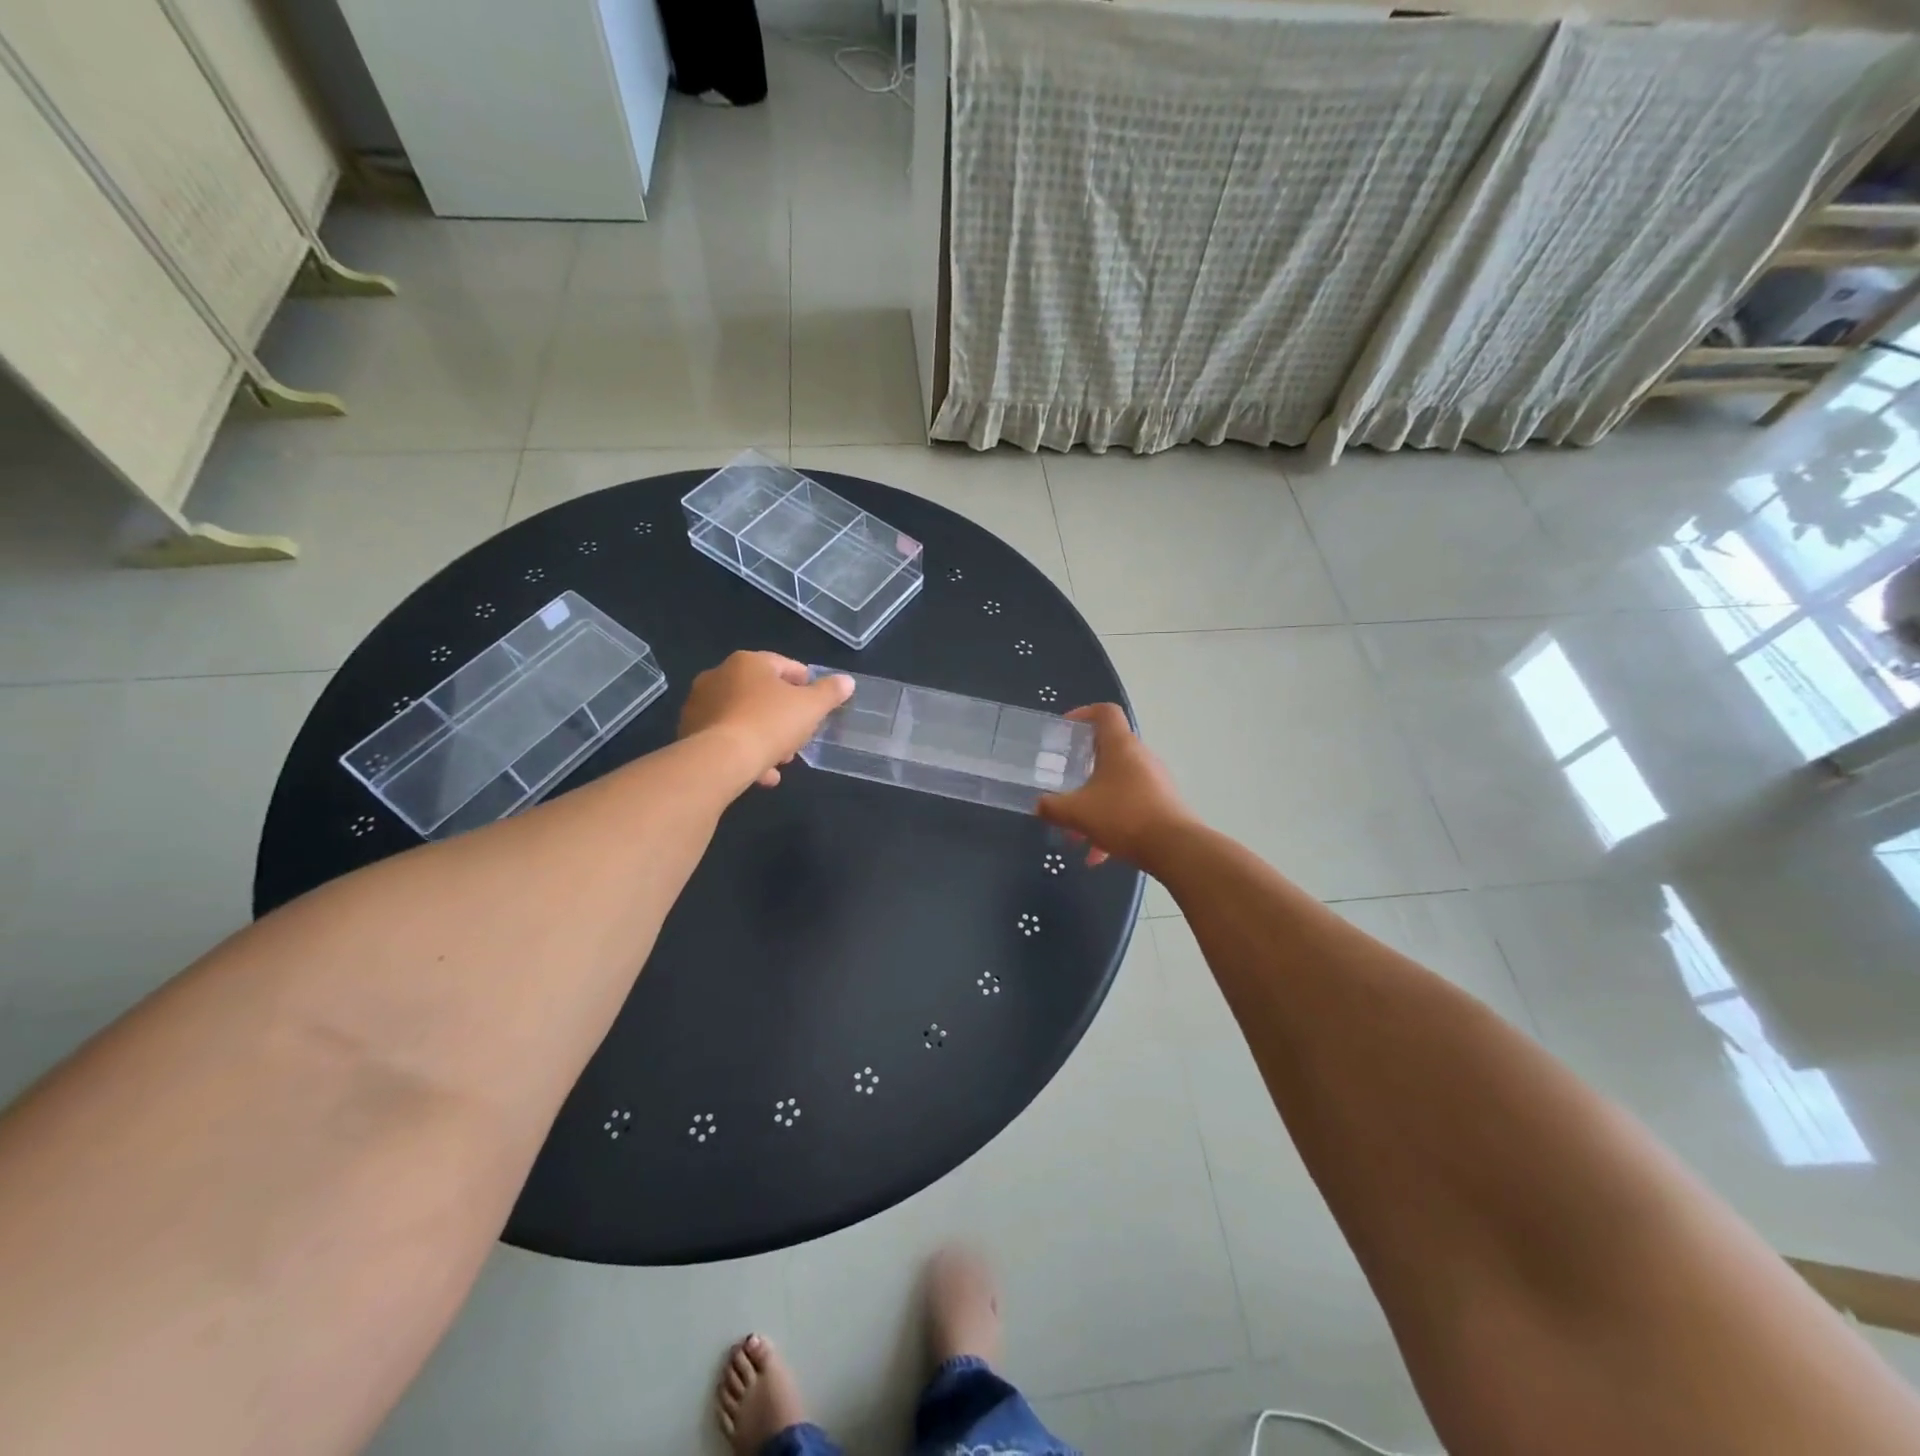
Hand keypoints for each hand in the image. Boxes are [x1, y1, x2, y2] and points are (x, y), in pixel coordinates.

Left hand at [679, 652, 853, 788]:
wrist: (720, 759)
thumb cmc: (770, 723)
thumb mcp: (811, 707)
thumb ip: (830, 692)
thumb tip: (846, 681)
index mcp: (748, 662)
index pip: (784, 665)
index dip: (806, 684)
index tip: (817, 704)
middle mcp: (719, 676)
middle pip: (762, 694)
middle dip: (784, 717)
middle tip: (800, 738)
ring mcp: (700, 704)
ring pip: (743, 718)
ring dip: (765, 737)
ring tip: (781, 760)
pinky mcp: (690, 732)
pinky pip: (726, 738)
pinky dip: (745, 752)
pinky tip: (762, 775)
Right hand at [1036, 703, 1191, 868]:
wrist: (1175, 848)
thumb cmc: (1123, 816)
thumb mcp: (1077, 812)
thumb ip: (1052, 807)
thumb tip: (1040, 805)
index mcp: (1120, 746)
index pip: (1105, 712)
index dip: (1084, 714)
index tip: (1066, 730)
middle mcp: (1141, 757)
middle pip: (1108, 752)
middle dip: (1082, 772)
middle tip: (1064, 787)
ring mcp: (1155, 781)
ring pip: (1116, 785)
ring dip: (1094, 805)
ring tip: (1077, 837)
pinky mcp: (1163, 804)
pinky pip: (1130, 806)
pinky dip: (1112, 825)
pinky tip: (1098, 856)